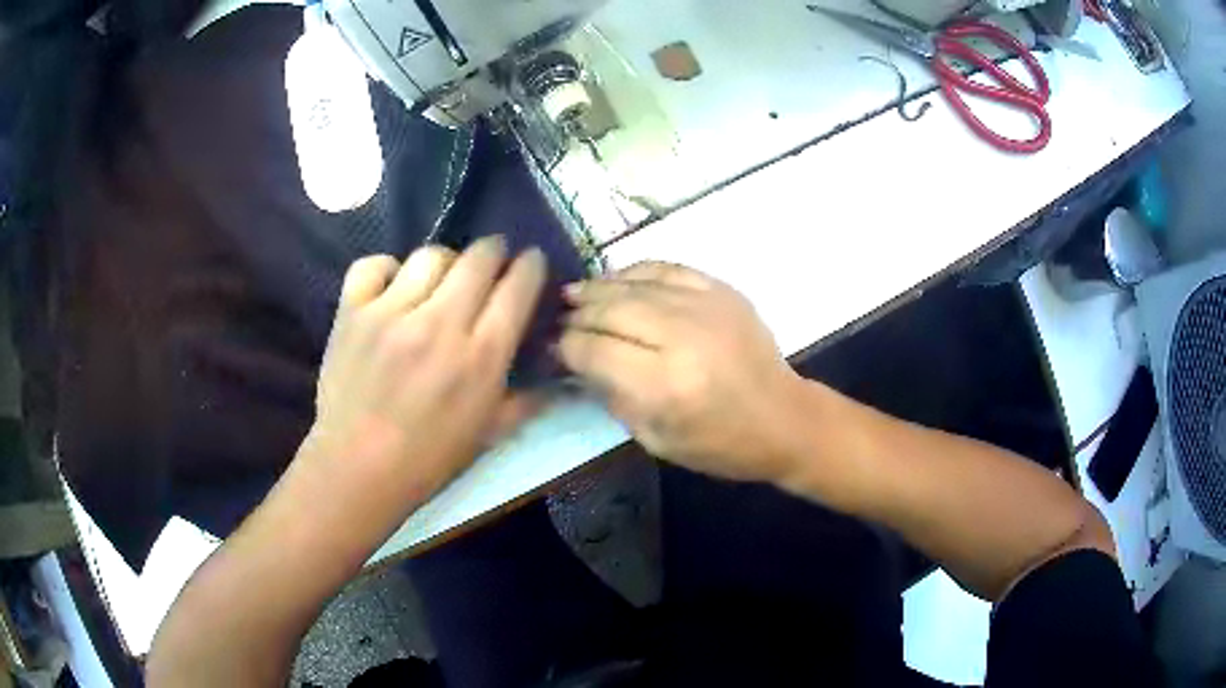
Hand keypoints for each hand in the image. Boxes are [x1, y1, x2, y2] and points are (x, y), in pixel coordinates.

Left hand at [308, 237, 546, 507]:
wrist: (357, 469)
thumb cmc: (428, 459)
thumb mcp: (489, 435)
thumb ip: (528, 400)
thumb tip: (559, 376)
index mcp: (481, 356)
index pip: (519, 286)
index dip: (531, 265)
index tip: (531, 262)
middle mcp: (440, 323)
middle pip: (479, 256)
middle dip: (494, 251)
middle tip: (490, 262)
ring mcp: (391, 312)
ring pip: (431, 255)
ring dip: (444, 262)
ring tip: (439, 280)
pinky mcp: (352, 312)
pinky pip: (375, 264)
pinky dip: (387, 269)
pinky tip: (392, 287)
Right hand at [558, 262, 802, 483]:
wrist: (785, 419)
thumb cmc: (720, 444)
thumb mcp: (656, 439)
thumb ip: (614, 396)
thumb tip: (579, 362)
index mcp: (665, 384)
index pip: (594, 350)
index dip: (566, 346)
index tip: (553, 347)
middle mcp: (682, 337)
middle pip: (610, 311)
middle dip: (578, 314)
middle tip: (559, 318)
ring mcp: (706, 307)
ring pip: (635, 285)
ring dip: (599, 288)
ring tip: (575, 293)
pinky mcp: (723, 291)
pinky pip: (668, 269)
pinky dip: (636, 271)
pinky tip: (618, 280)